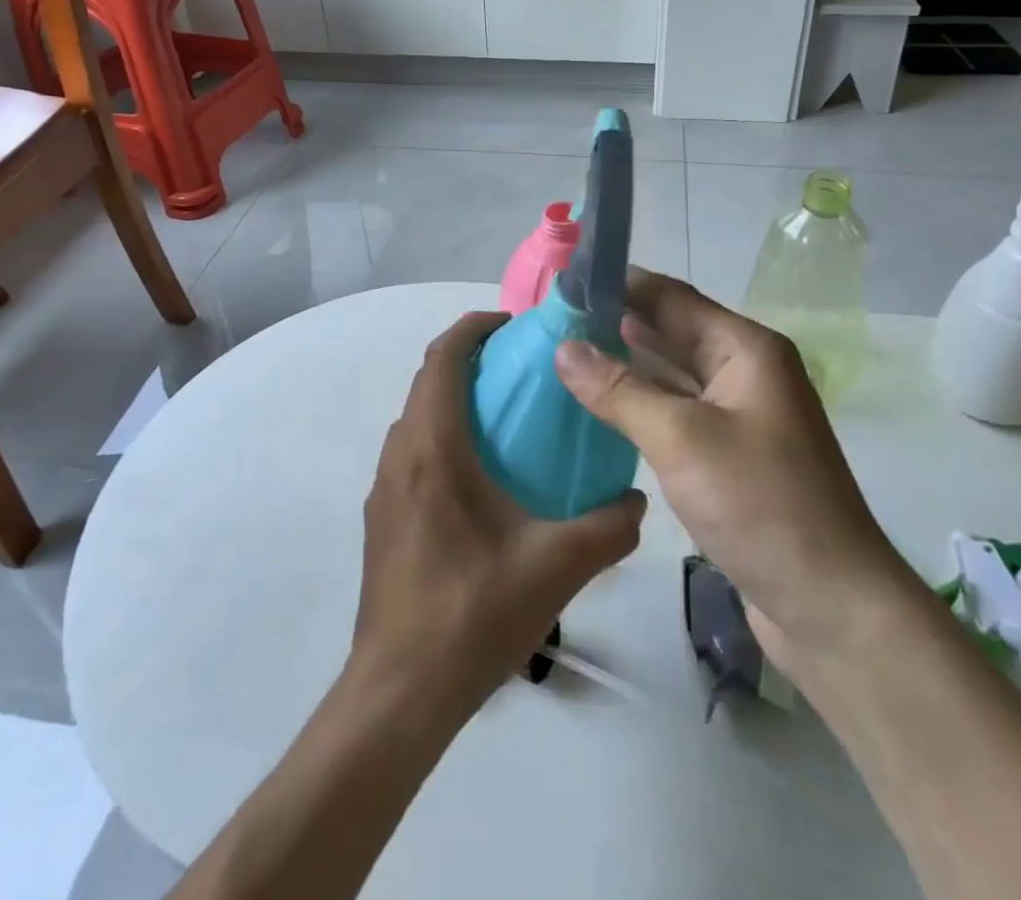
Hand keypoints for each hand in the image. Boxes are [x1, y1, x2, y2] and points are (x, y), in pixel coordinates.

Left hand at [349, 311, 646, 717]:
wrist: (399, 693)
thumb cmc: (472, 614)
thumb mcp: (555, 567)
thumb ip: (608, 527)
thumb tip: (638, 500)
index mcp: (433, 450)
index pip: (442, 359)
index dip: (473, 328)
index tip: (512, 325)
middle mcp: (400, 457)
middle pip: (428, 383)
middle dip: (470, 362)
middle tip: (522, 371)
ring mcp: (384, 490)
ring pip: (418, 419)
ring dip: (455, 402)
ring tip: (507, 421)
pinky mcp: (382, 519)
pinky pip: (412, 454)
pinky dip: (444, 438)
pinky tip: (482, 483)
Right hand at [555, 271, 914, 658]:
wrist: (833, 607)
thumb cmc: (761, 505)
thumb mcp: (680, 438)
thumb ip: (619, 389)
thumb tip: (563, 347)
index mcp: (746, 349)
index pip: (671, 297)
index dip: (620, 285)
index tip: (564, 282)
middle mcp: (744, 371)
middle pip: (670, 332)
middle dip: (615, 325)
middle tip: (551, 322)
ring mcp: (738, 415)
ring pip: (670, 376)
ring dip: (623, 366)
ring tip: (561, 357)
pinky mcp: (729, 455)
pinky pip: (675, 414)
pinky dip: (638, 406)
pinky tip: (596, 408)